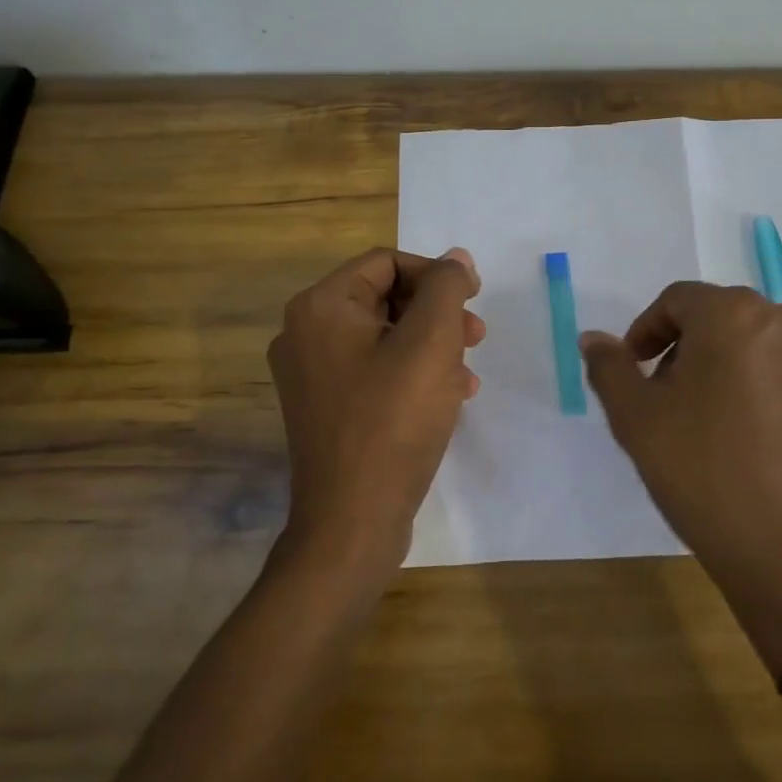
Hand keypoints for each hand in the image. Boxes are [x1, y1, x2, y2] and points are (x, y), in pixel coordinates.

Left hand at [266, 247, 483, 588]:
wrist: (352, 522)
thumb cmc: (394, 421)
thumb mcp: (431, 342)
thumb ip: (447, 287)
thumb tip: (456, 258)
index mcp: (321, 307)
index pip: (387, 263)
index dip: (436, 274)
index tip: (473, 299)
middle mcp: (305, 333)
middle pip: (385, 298)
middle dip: (437, 313)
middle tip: (476, 335)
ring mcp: (311, 374)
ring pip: (384, 336)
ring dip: (431, 345)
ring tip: (467, 371)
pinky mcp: (324, 407)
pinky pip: (374, 370)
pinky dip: (413, 373)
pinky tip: (449, 396)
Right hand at [581, 282, 781, 673]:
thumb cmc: (706, 476)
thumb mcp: (637, 420)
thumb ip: (610, 368)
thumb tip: (594, 339)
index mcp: (735, 314)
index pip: (678, 301)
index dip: (647, 331)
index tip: (635, 371)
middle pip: (721, 319)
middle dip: (687, 350)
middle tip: (668, 400)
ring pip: (760, 345)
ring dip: (728, 368)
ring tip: (713, 423)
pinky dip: (766, 390)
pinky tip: (755, 441)